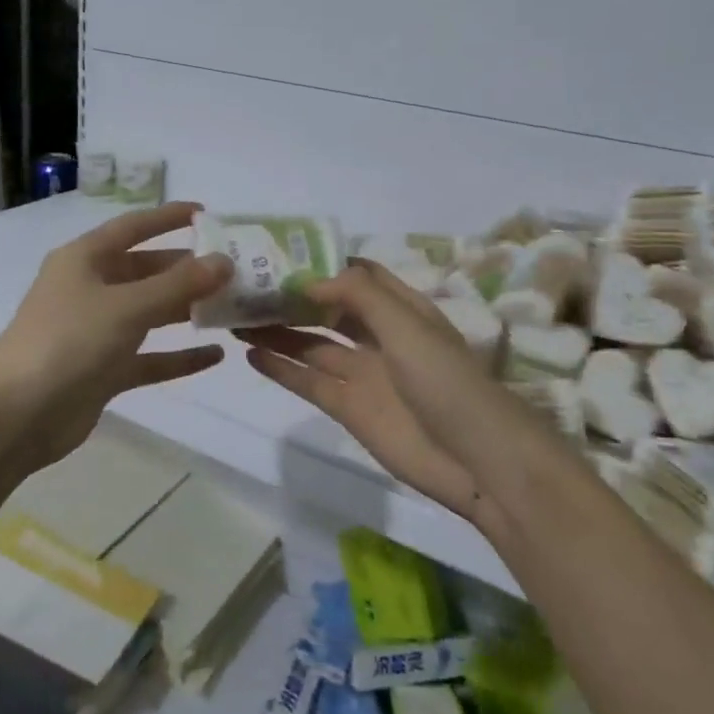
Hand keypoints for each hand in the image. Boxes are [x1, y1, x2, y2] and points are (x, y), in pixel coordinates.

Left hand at [0, 202, 232, 470]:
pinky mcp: (103, 370)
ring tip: (232, 307)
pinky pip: (148, 357)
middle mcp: (90, 288)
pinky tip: (215, 356)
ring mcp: (96, 331)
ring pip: (149, 313)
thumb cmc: (69, 342)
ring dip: (186, 310)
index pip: (133, 227)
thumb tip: (224, 261)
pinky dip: (177, 356)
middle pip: (146, 271)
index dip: (167, 218)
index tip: (206, 213)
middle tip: (234, 270)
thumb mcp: (127, 306)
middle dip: (186, 270)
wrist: (17, 415)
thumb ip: (178, 284)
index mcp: (85, 259)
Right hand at [239, 261, 542, 525]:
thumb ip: (359, 296)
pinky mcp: (349, 408)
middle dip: (292, 297)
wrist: (476, 460)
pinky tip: (251, 354)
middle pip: (328, 309)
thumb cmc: (446, 380)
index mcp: (401, 309)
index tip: (280, 253)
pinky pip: (309, 381)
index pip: (357, 276)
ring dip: (278, 330)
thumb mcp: (407, 325)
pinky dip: (282, 368)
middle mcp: (379, 336)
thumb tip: (309, 279)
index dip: (323, 264)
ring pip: (312, 344)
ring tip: (238, 317)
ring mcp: (363, 373)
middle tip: (247, 286)